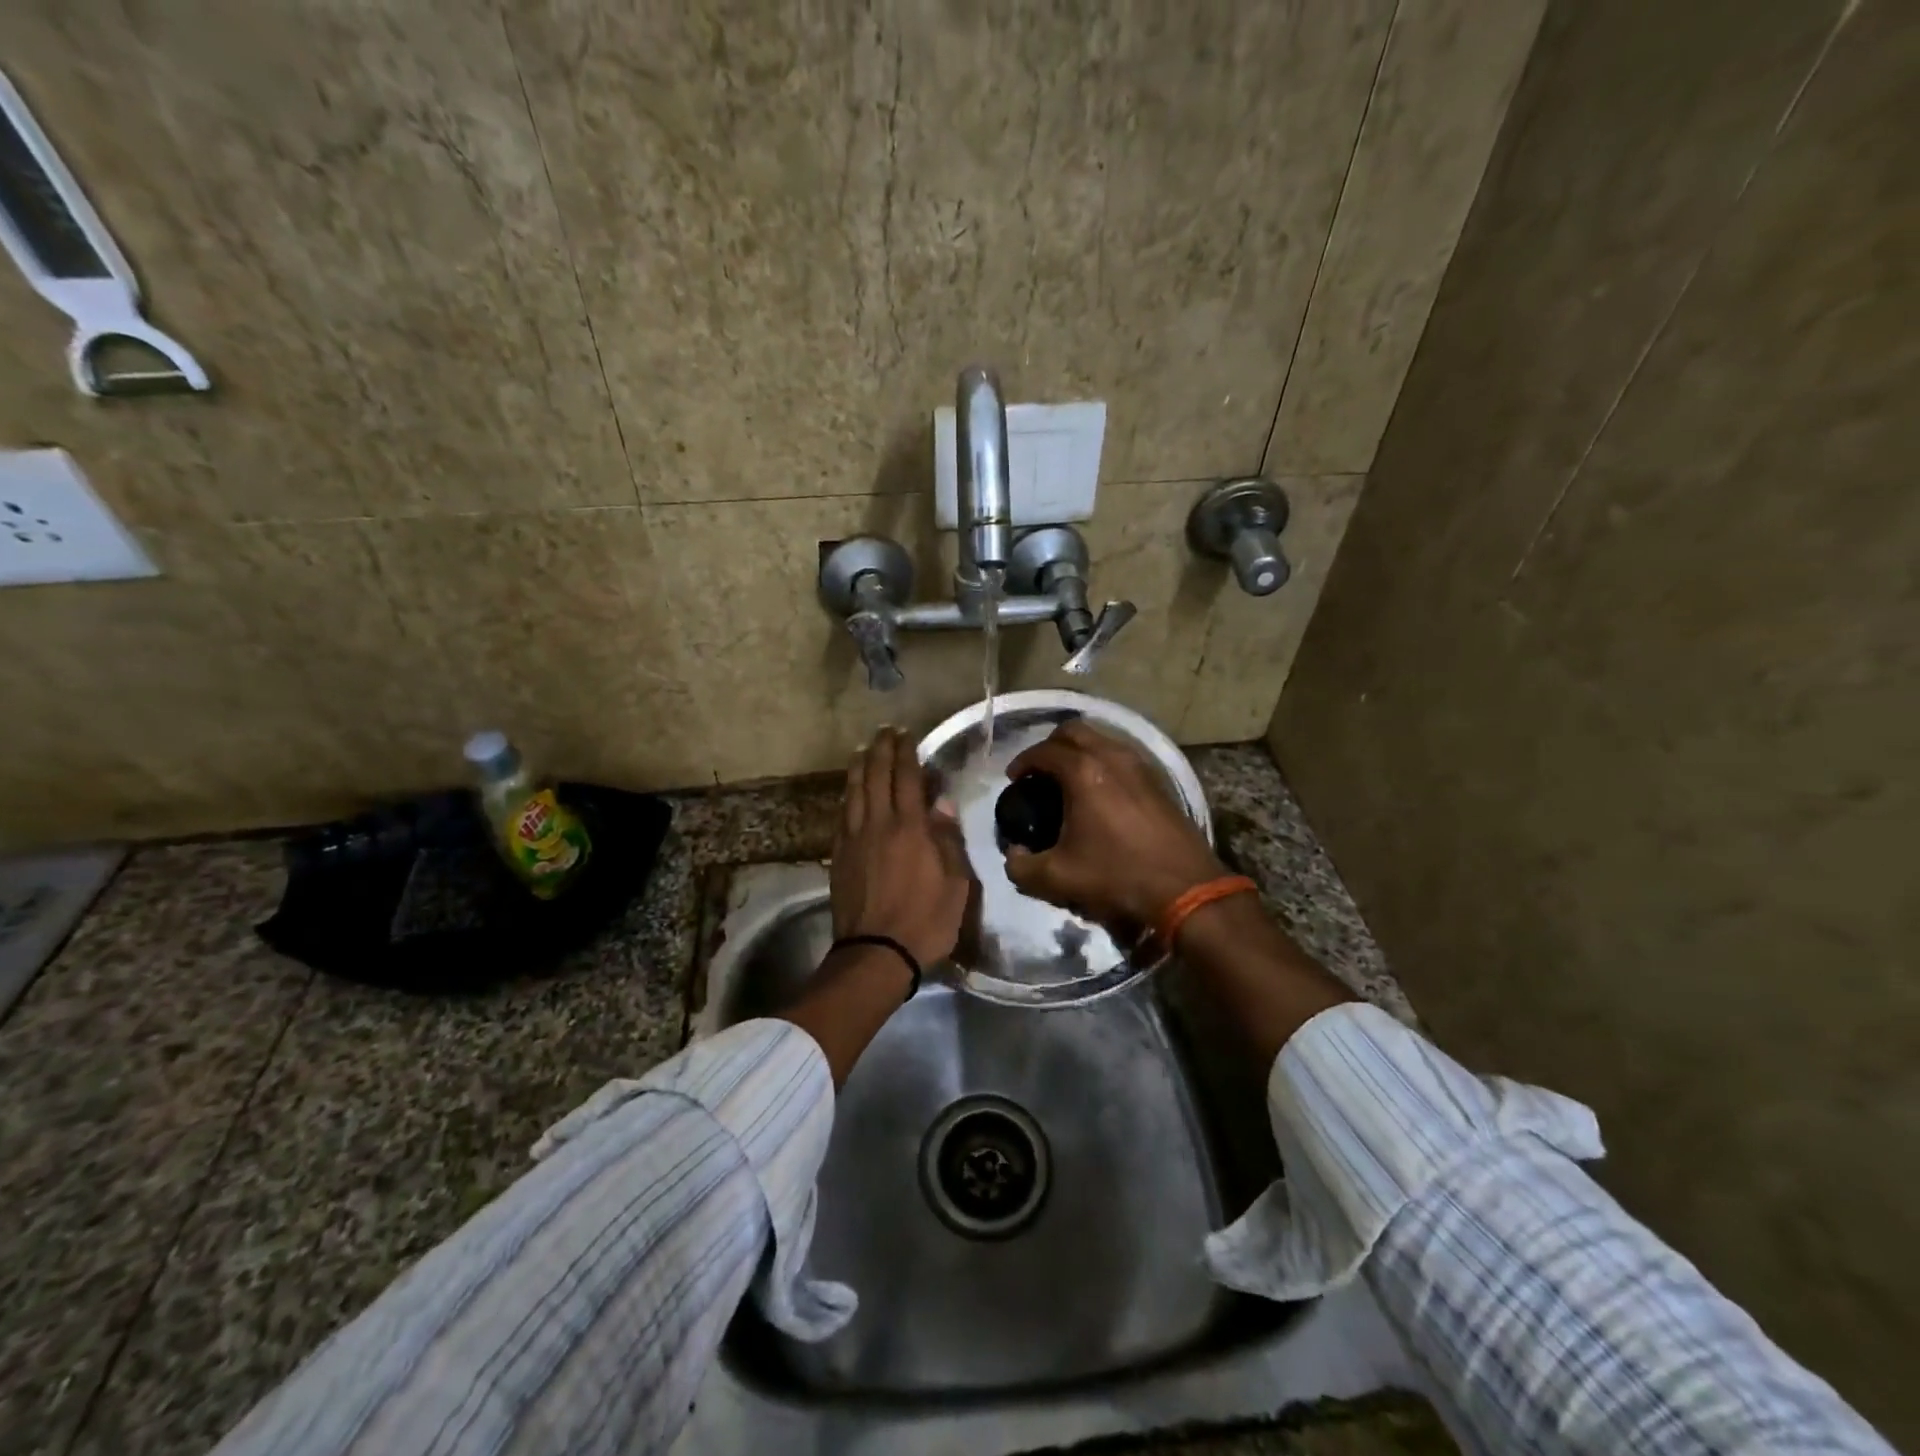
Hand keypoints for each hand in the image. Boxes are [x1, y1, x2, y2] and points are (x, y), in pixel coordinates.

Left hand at [831, 727, 970, 967]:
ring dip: (858, 768)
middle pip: (875, 777)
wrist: (876, 954)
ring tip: (862, 751)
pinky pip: (842, 816)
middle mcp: (878, 825)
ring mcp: (853, 840)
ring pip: (853, 793)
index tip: (906, 734)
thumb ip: (948, 840)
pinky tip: (849, 793)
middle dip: (880, 751)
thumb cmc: (925, 920)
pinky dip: (847, 796)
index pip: (906, 778)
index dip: (905, 753)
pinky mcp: (838, 857)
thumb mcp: (956, 884)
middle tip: (883, 732)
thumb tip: (941, 805)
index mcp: (909, 828)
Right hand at [1002, 719, 1226, 931]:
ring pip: (1102, 740)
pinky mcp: (1158, 781)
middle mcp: (1112, 757)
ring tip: (1067, 782)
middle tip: (1039, 773)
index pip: (1043, 751)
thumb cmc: (1117, 877)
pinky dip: (1103, 763)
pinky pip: (1122, 756)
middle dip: (1050, 746)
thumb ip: (1020, 866)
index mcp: (1083, 772)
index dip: (1022, 762)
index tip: (1014, 781)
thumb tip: (1014, 854)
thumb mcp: (1057, 878)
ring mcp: (1140, 766)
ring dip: (1079, 752)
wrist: (1185, 890)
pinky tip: (1099, 795)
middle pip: (1073, 731)